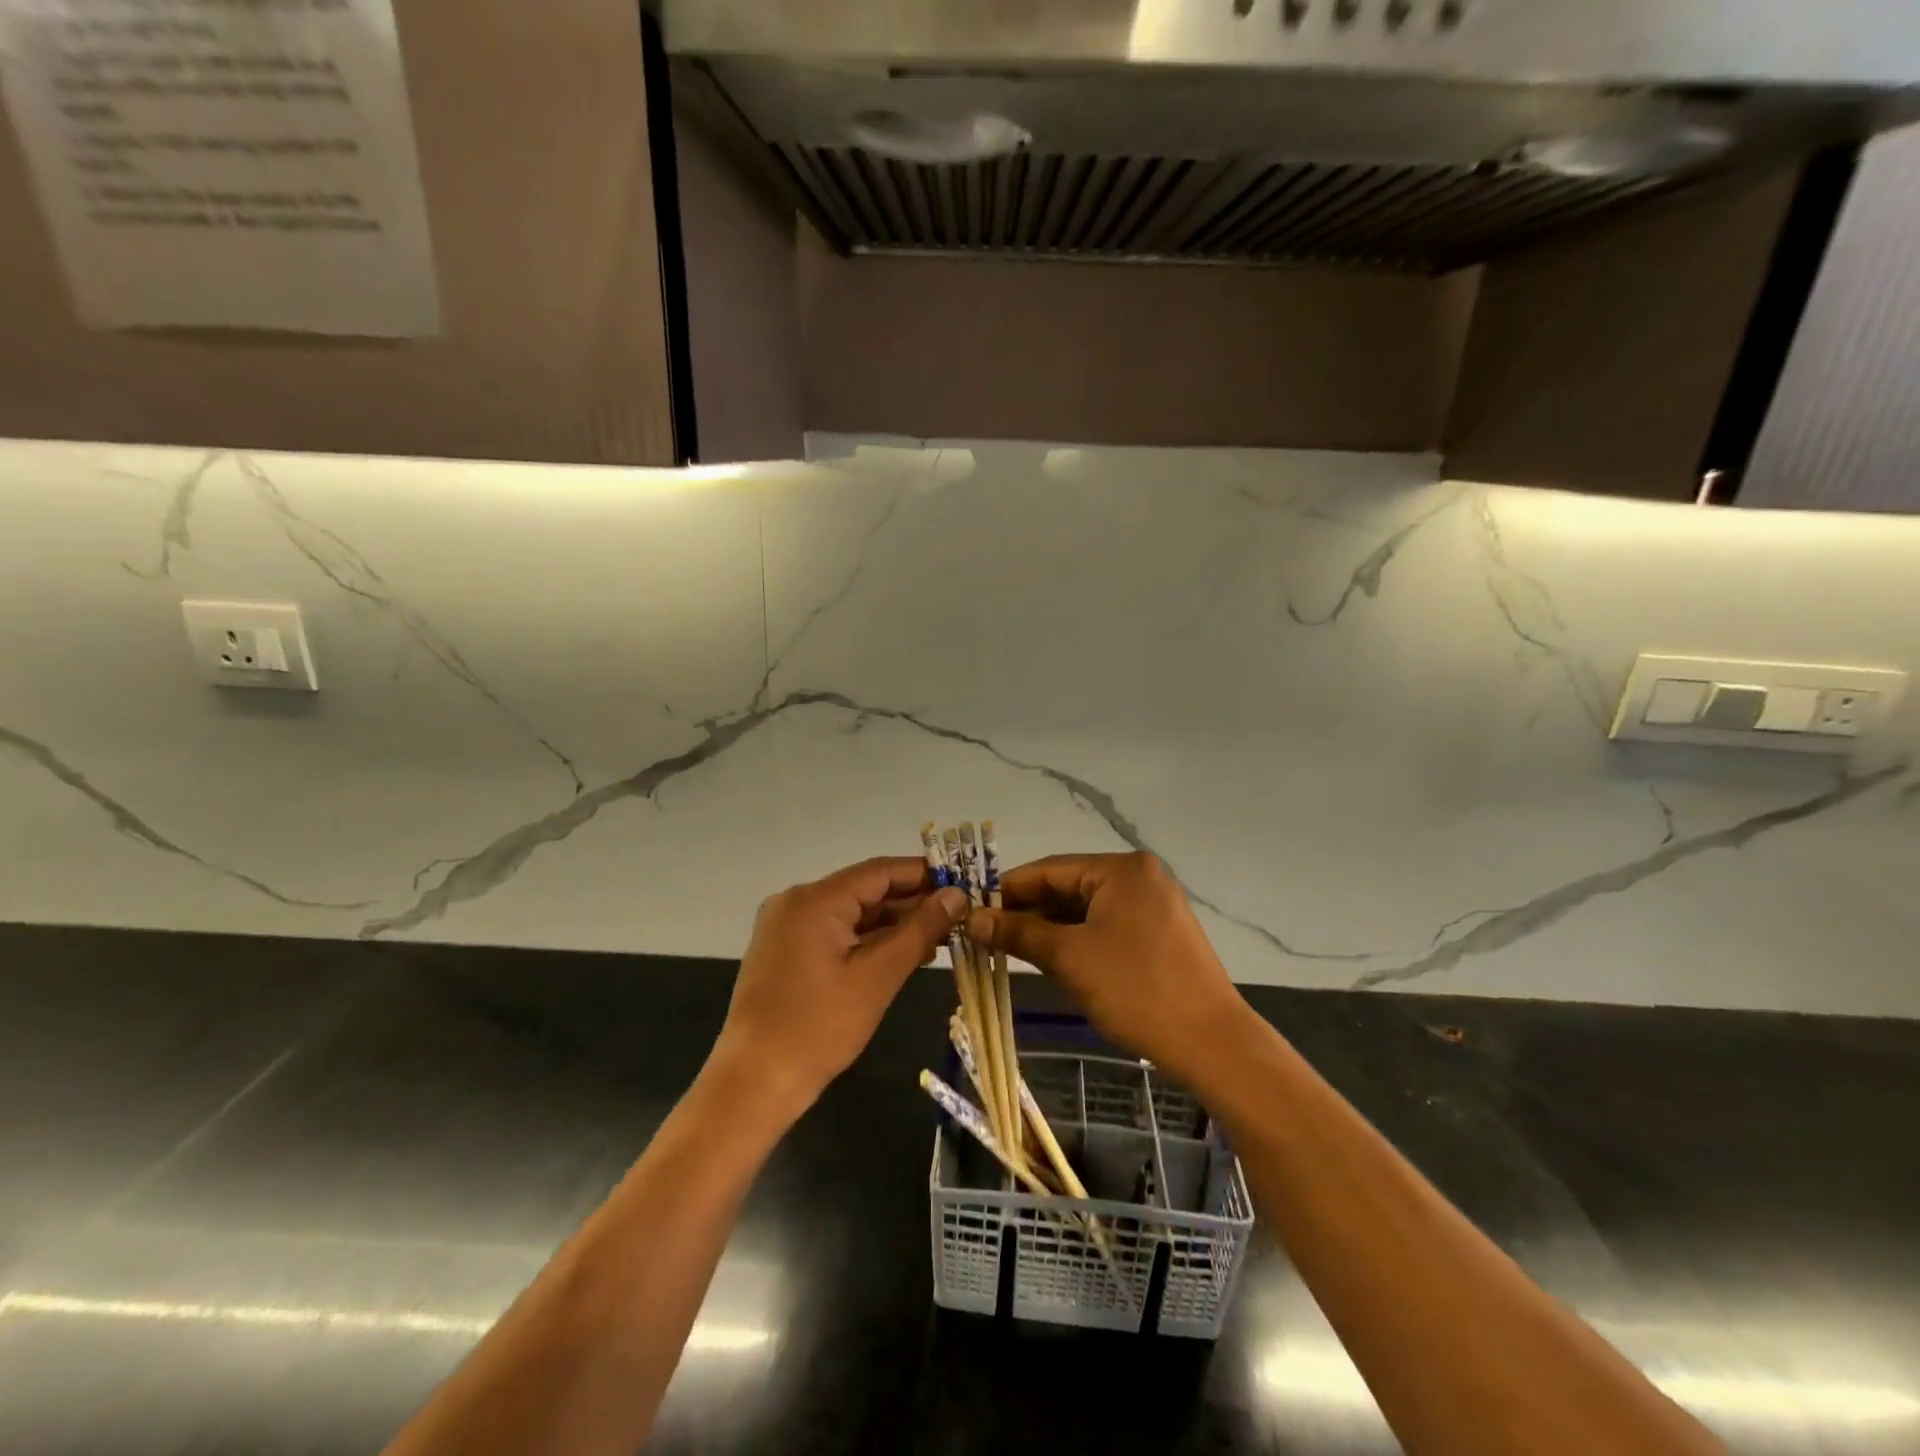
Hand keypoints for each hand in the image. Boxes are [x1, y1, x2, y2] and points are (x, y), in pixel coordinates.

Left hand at [707, 857, 966, 1125]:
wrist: (754, 1083)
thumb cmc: (820, 1028)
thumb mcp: (878, 976)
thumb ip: (920, 930)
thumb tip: (956, 895)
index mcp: (815, 899)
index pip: (880, 871)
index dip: (923, 875)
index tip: (962, 884)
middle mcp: (797, 901)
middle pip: (865, 890)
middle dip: (911, 903)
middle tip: (957, 917)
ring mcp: (786, 927)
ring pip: (851, 913)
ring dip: (892, 925)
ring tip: (938, 938)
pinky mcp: (784, 951)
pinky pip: (834, 933)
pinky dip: (867, 941)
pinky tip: (901, 954)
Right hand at [967, 852, 1250, 1083]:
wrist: (1211, 1043)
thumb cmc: (1136, 990)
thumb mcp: (1070, 958)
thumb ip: (1019, 932)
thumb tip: (971, 919)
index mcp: (1121, 869)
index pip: (1050, 869)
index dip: (1008, 890)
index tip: (972, 910)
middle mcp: (1139, 876)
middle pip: (1068, 887)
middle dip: (1028, 911)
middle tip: (986, 935)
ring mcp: (1152, 904)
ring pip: (1085, 908)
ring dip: (1049, 927)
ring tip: (1009, 948)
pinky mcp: (1158, 932)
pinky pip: (1105, 925)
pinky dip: (1076, 939)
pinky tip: (1048, 956)